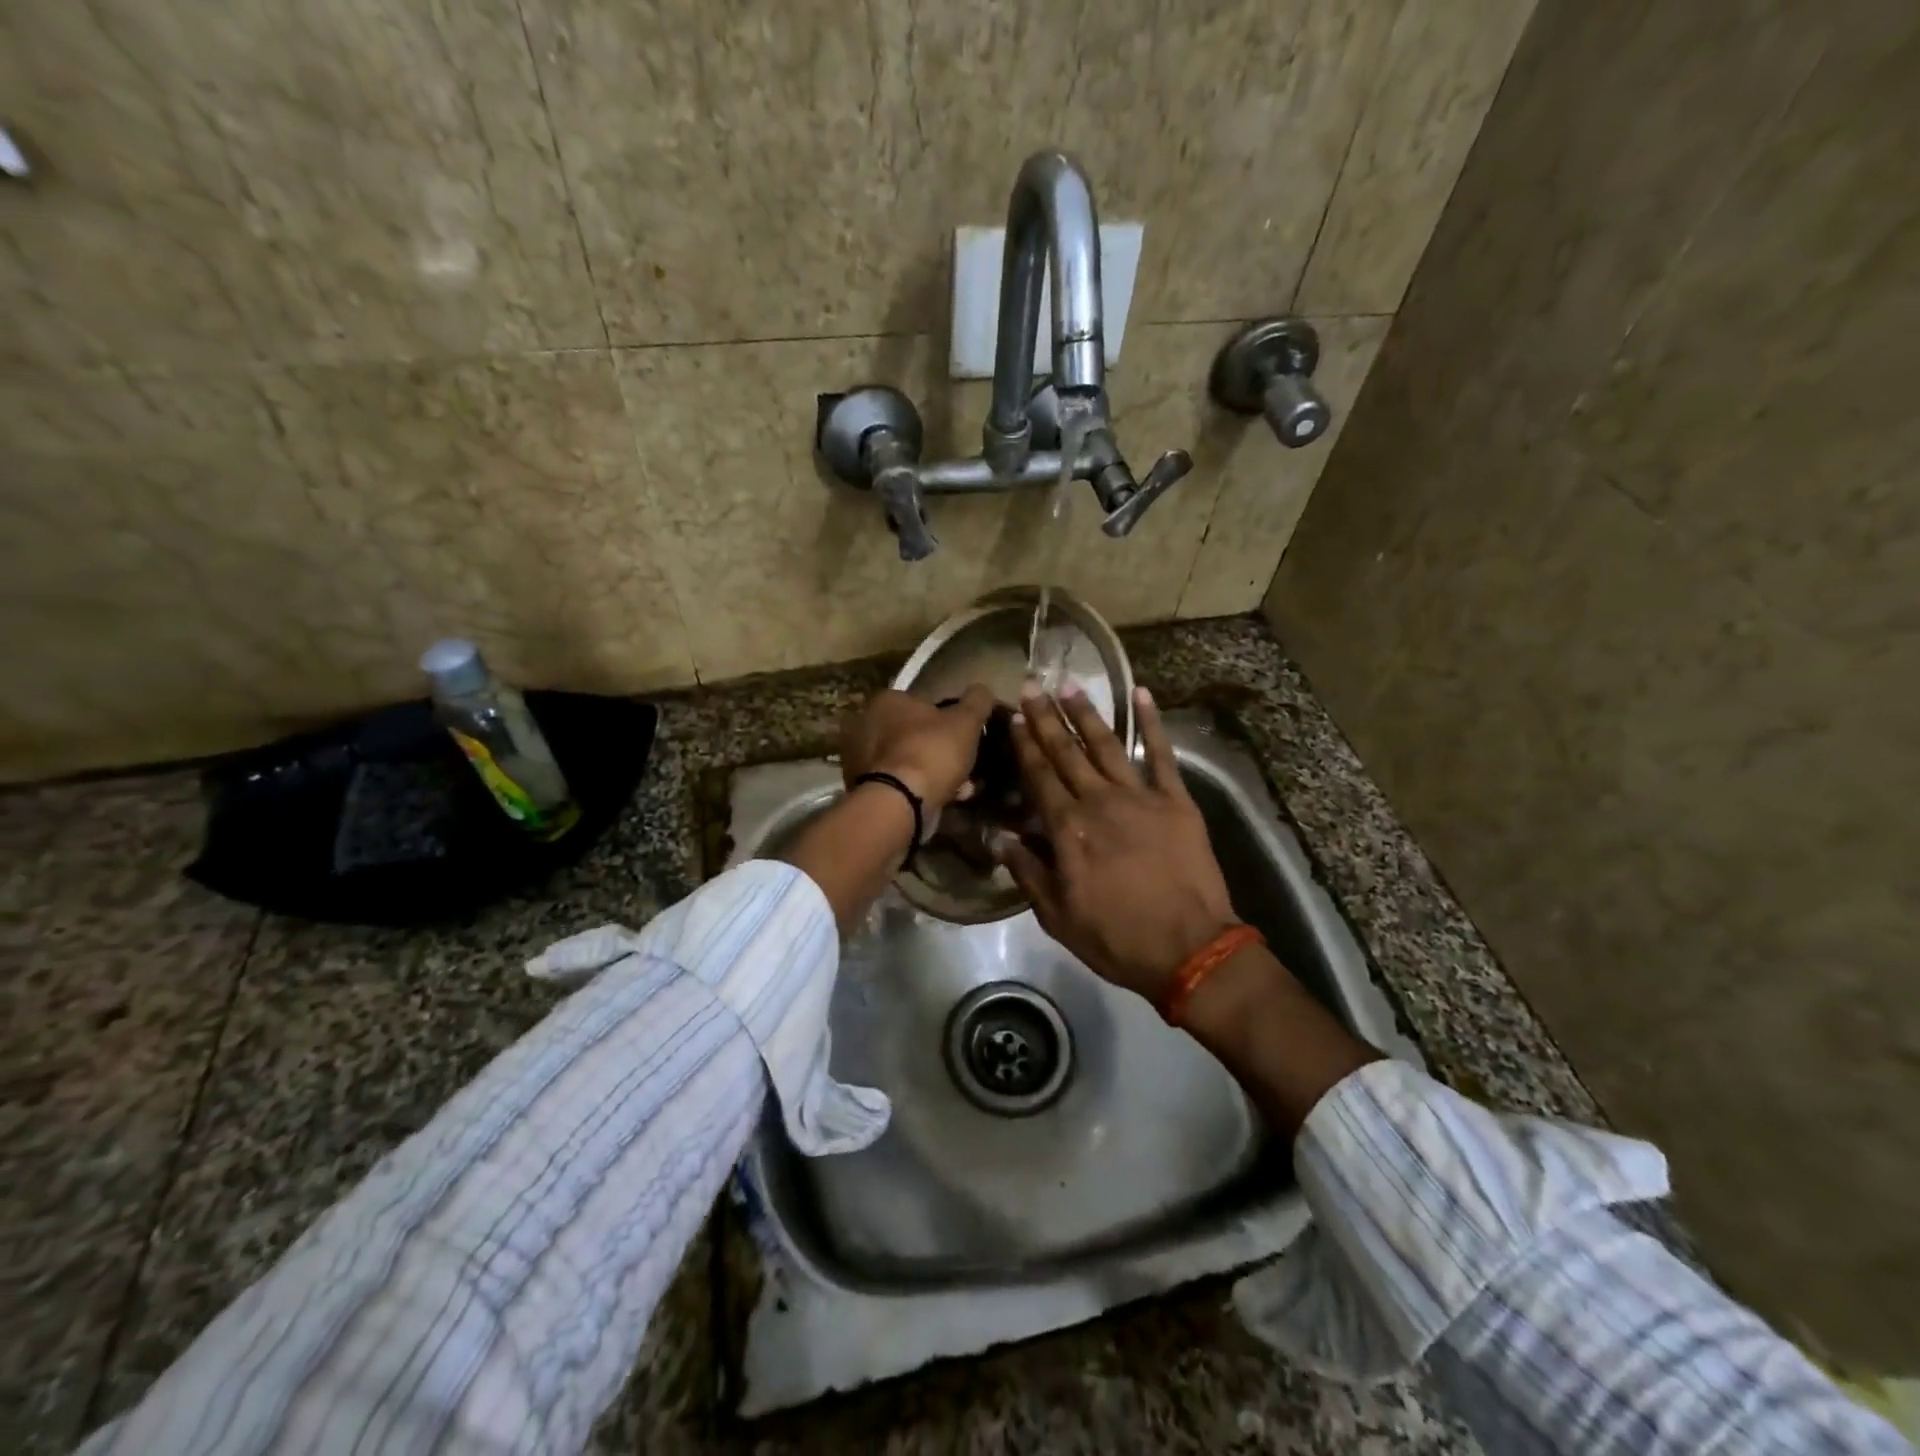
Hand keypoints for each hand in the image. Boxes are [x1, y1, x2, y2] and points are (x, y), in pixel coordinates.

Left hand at [840, 686, 996, 816]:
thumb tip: (982, 689)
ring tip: (960, 789)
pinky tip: (940, 800)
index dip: (946, 720)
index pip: (921, 703)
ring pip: (907, 760)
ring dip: (932, 772)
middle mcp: (866, 723)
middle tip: (963, 765)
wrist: (899, 802)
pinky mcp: (860, 785)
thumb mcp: (965, 721)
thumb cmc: (931, 751)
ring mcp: (859, 756)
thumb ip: (977, 701)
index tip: (963, 738)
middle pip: (913, 734)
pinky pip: (897, 782)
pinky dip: (917, 788)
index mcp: (887, 700)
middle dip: (939, 749)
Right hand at [995, 685, 1239, 1003]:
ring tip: (1070, 686)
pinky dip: (1152, 723)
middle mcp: (1099, 802)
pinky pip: (1162, 754)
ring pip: (1107, 745)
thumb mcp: (1057, 916)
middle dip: (1046, 718)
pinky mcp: (1176, 801)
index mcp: (1068, 829)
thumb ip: (1027, 872)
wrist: (1189, 949)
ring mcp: (1140, 797)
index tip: (1013, 715)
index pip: (1039, 776)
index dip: (1024, 744)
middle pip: (1066, 752)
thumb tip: (999, 838)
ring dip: (1086, 714)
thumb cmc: (1117, 938)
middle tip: (1032, 685)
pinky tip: (1143, 694)